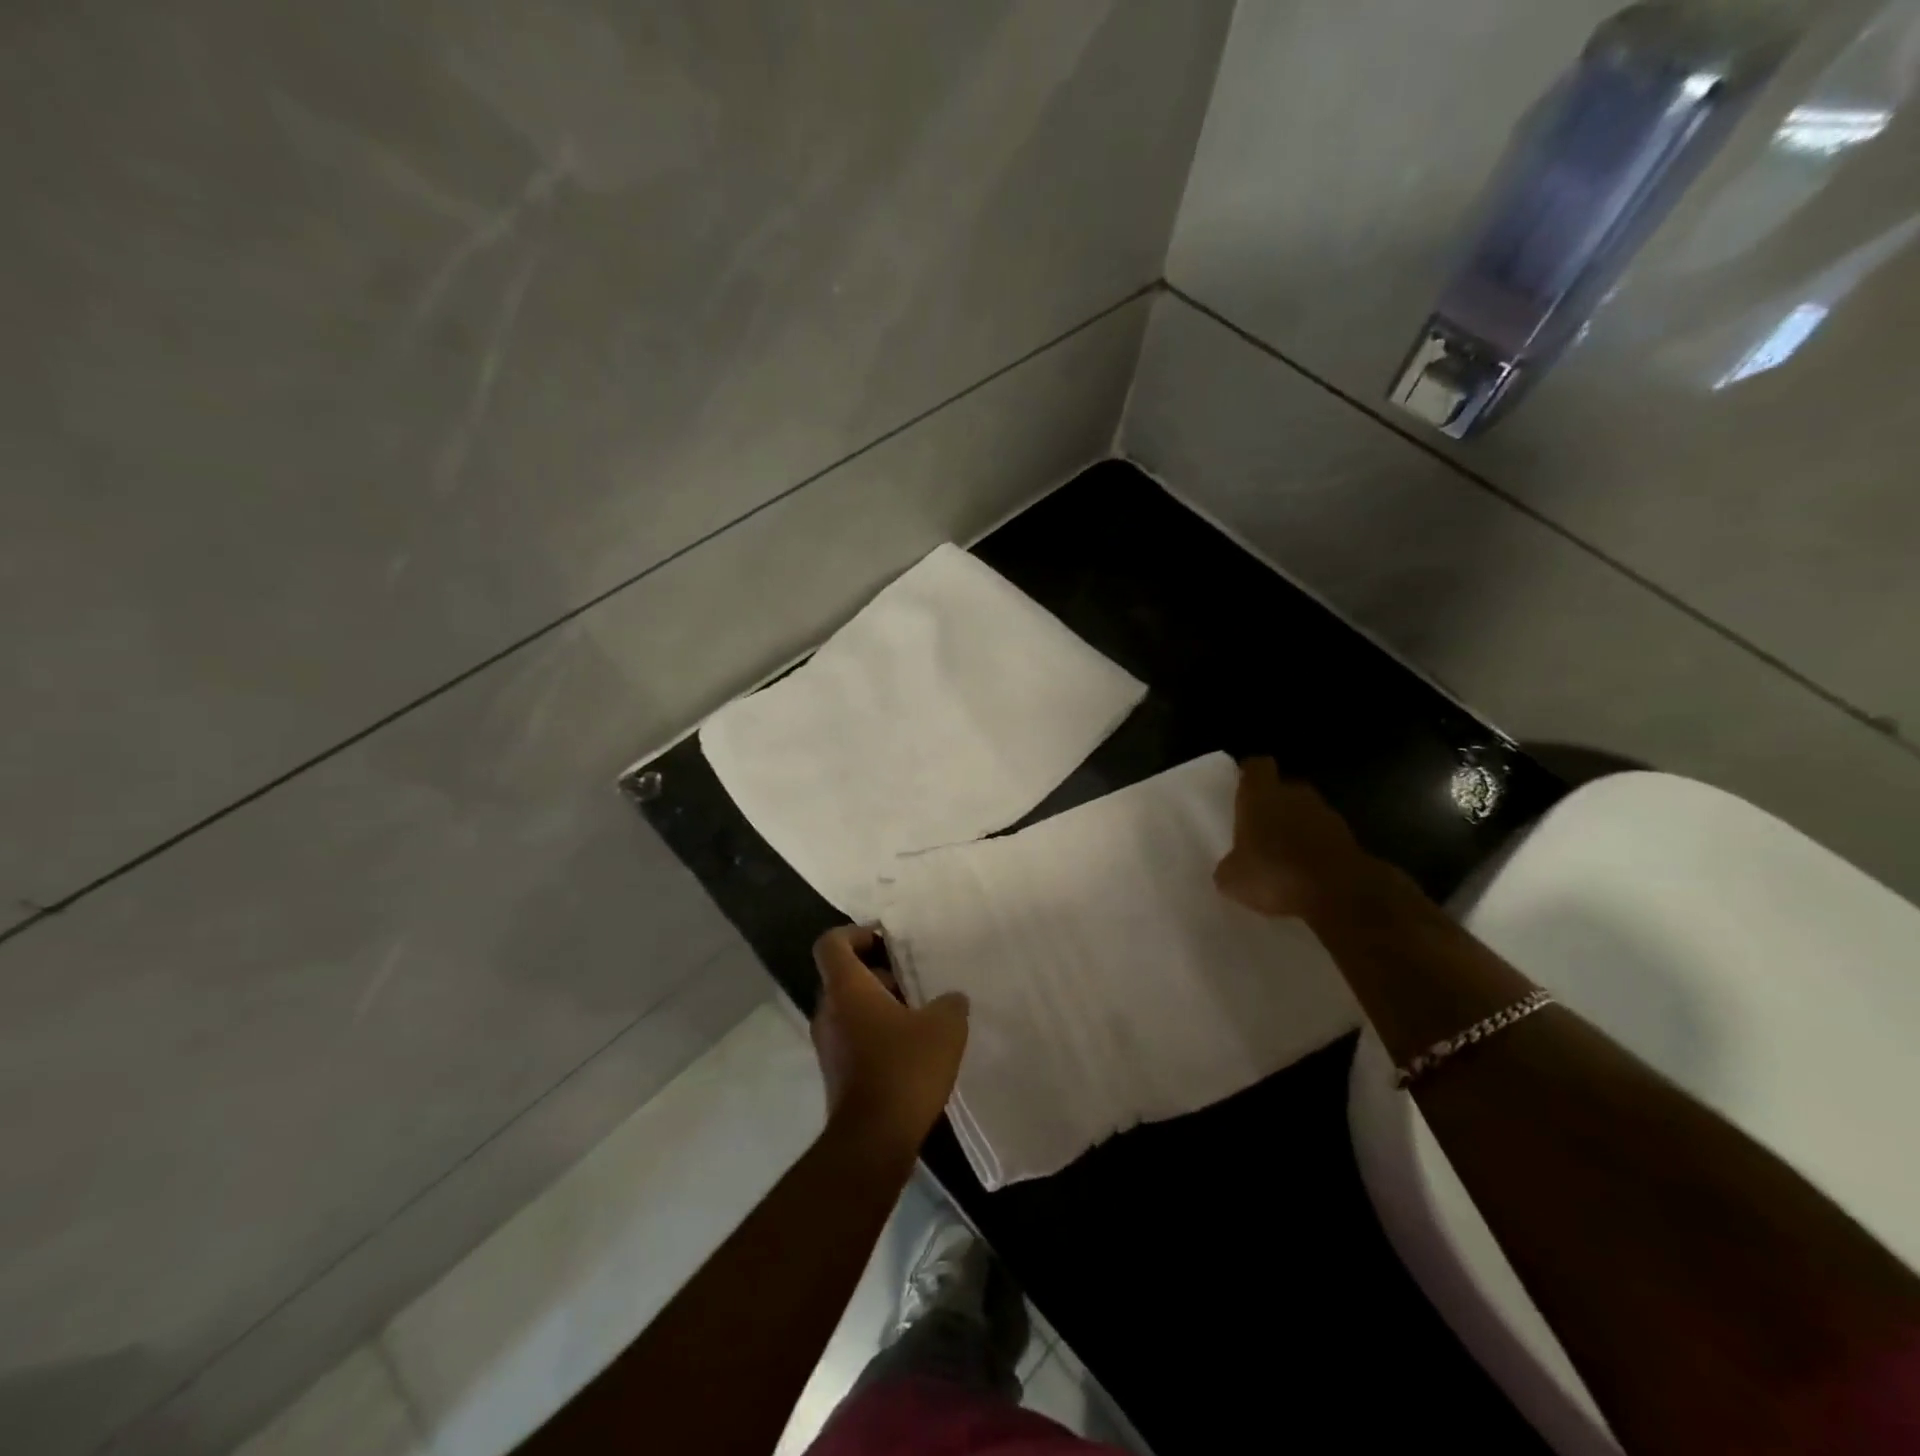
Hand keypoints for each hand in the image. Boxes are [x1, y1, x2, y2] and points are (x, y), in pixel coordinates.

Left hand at [810, 927, 968, 1156]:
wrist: (873, 1139)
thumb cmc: (905, 1068)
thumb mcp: (944, 1027)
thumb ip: (950, 1003)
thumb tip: (950, 999)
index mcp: (846, 988)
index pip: (832, 943)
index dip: (856, 933)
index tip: (886, 938)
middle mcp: (829, 1011)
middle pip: (844, 975)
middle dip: (878, 972)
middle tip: (913, 978)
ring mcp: (828, 1044)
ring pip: (850, 1007)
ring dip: (879, 1004)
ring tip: (919, 1014)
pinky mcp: (836, 1072)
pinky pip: (853, 1036)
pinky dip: (876, 1031)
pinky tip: (911, 1048)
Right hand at [1213, 757, 1381, 918]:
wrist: (1339, 893)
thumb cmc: (1274, 873)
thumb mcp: (1232, 878)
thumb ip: (1229, 865)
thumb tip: (1232, 867)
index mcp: (1260, 795)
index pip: (1256, 766)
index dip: (1249, 774)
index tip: (1242, 785)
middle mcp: (1294, 795)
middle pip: (1283, 788)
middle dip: (1273, 804)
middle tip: (1259, 827)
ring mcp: (1326, 815)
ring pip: (1306, 812)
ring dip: (1297, 827)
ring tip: (1283, 855)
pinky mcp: (1350, 838)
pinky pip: (1324, 837)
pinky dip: (1316, 848)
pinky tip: (1305, 873)